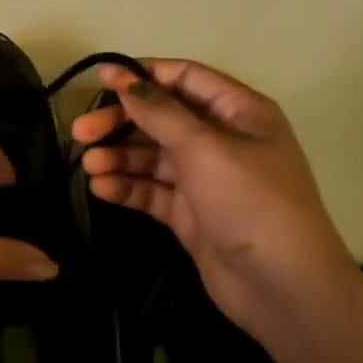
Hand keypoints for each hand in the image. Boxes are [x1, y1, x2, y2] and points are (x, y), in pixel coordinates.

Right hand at [71, 60, 362, 344]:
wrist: (282, 287)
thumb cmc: (251, 202)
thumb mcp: (205, 149)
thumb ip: (160, 113)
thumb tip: (124, 80)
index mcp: (239, 112)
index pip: (185, 79)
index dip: (142, 75)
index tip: (100, 78)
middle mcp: (222, 140)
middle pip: (162, 118)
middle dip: (121, 122)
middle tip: (80, 132)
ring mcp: (205, 179)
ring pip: (153, 156)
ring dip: (119, 157)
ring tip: (88, 166)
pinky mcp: (190, 213)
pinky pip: (152, 191)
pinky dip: (127, 187)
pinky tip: (100, 188)